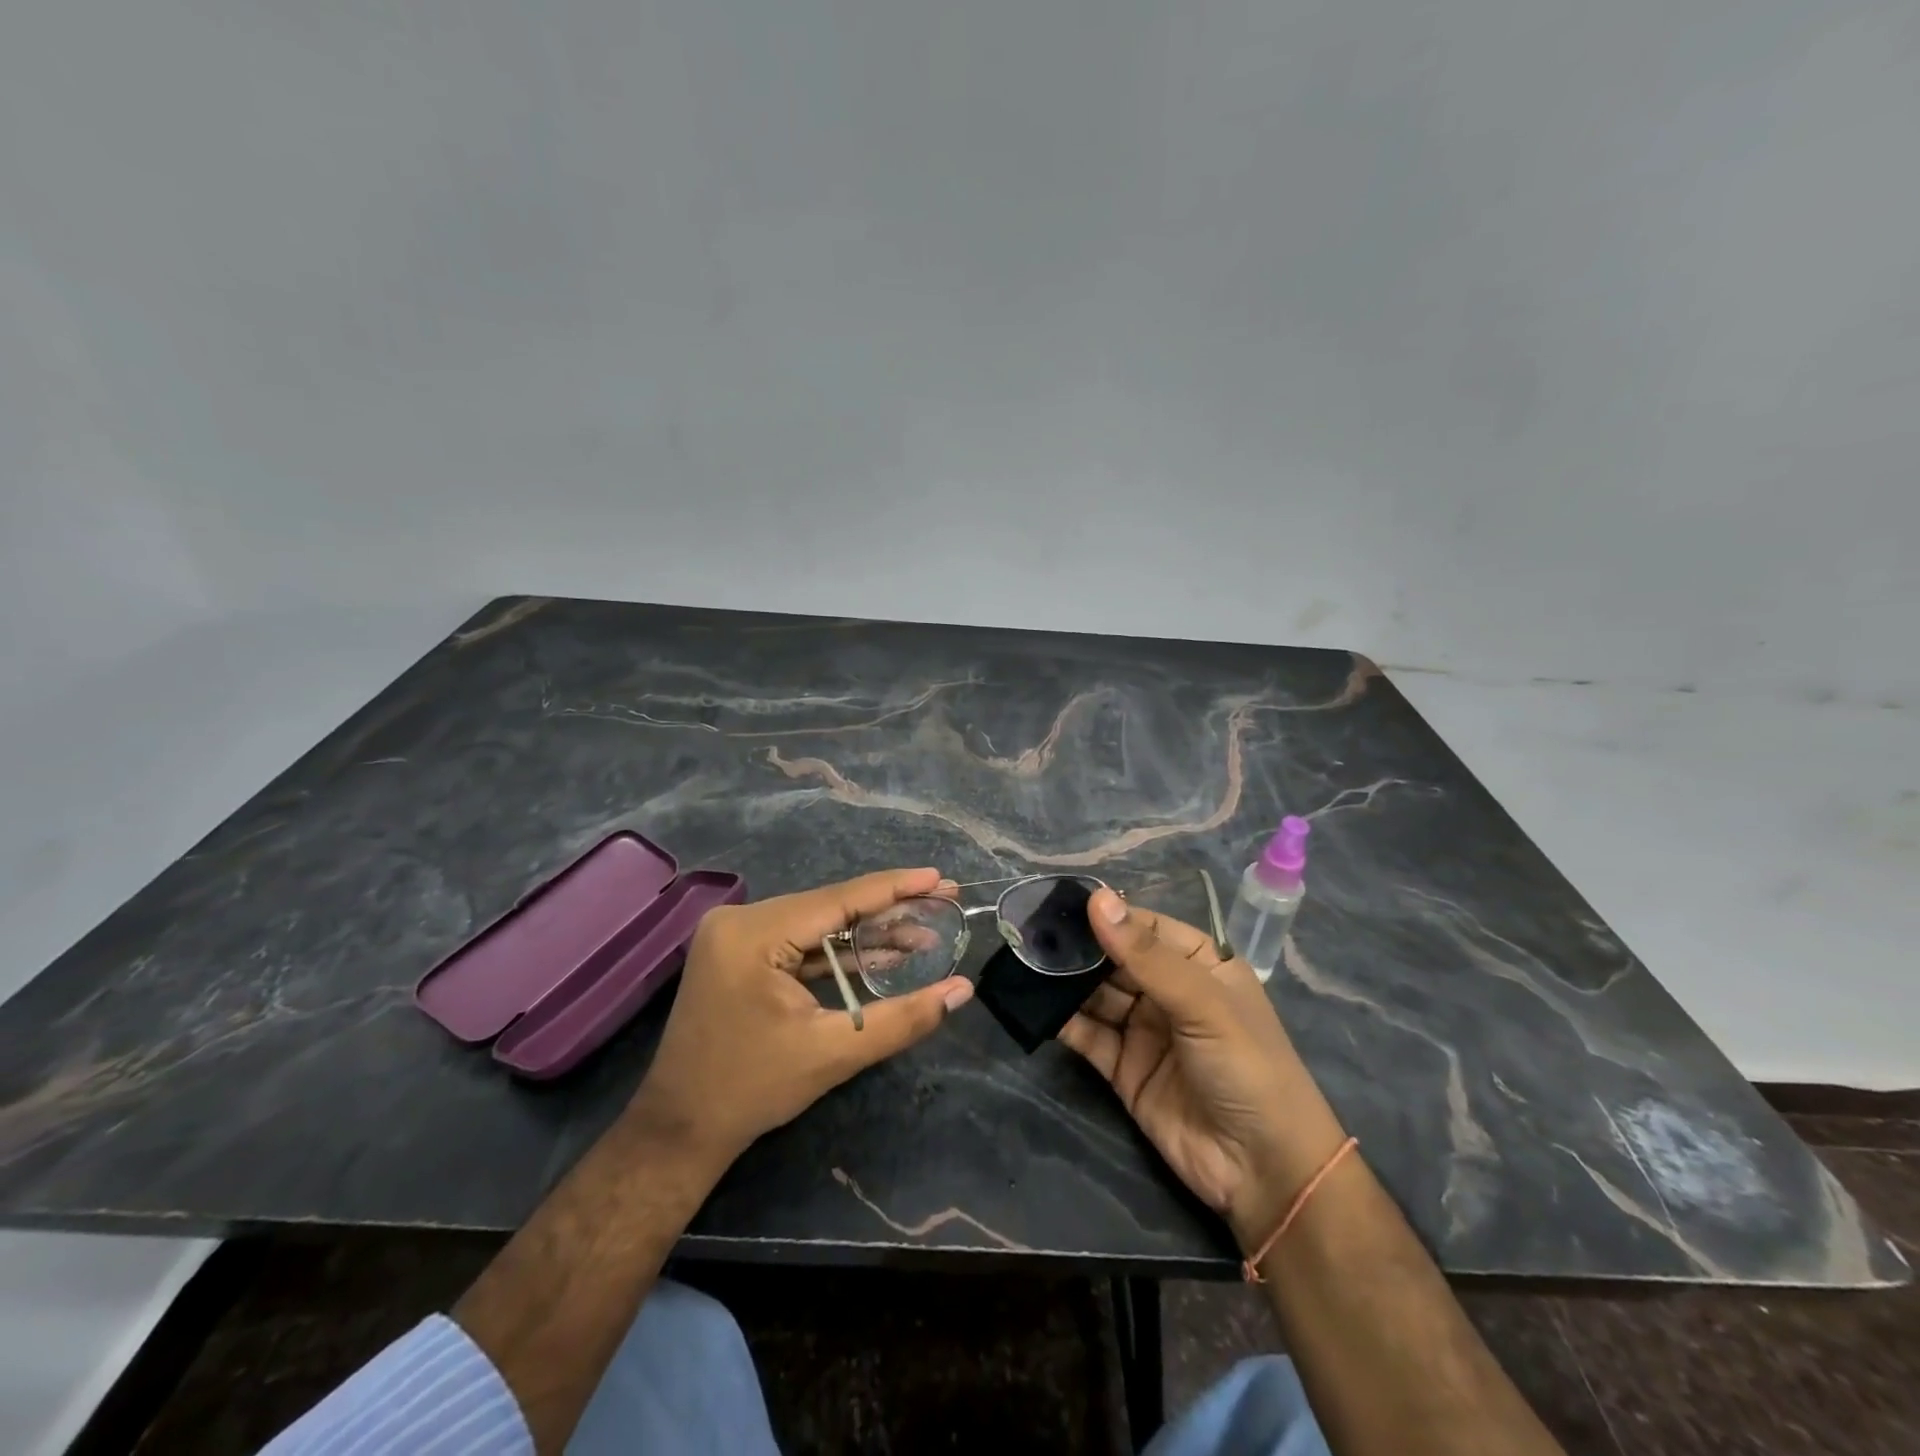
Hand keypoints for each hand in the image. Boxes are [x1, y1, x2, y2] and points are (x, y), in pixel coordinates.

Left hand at [628, 868, 973, 1167]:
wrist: (681, 1129)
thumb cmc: (752, 1090)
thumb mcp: (833, 1052)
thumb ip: (902, 1018)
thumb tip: (963, 990)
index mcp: (753, 933)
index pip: (838, 900)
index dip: (894, 888)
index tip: (939, 878)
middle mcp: (740, 920)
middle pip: (829, 906)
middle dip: (888, 909)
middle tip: (942, 902)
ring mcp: (736, 934)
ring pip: (817, 923)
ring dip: (866, 932)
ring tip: (922, 932)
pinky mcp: (739, 952)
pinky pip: (799, 940)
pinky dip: (837, 950)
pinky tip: (881, 951)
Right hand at [1059, 889, 1347, 1246]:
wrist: (1264, 1171)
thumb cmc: (1247, 1068)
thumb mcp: (1202, 1004)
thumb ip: (1145, 955)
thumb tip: (1097, 898)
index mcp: (1200, 964)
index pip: (1145, 927)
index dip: (1107, 915)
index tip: (1059, 902)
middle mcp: (1169, 991)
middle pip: (1114, 959)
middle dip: (1078, 948)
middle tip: (1030, 932)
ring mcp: (1145, 1030)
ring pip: (1096, 994)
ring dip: (1064, 981)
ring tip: (1025, 962)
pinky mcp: (1123, 1067)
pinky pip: (1088, 1034)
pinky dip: (1063, 1020)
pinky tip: (1034, 1005)